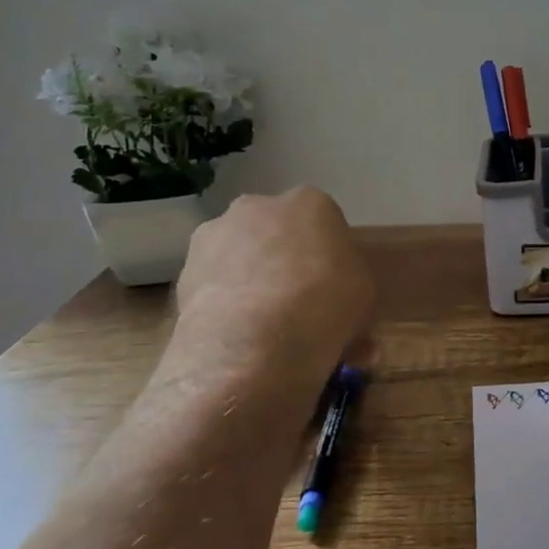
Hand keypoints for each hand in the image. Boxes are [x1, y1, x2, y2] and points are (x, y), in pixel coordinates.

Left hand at [164, 187, 375, 401]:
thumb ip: (352, 299)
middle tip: (302, 312)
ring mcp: (214, 238)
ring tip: (270, 338)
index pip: (324, 223)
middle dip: (286, 267)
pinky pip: (216, 292)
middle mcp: (256, 207)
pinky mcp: (183, 275)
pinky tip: (243, 345)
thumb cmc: (327, 304)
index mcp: (309, 202)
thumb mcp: (365, 299)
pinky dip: (229, 312)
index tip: (335, 289)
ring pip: (242, 262)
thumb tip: (352, 332)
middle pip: (276, 236)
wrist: (257, 340)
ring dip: (253, 289)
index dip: (330, 258)